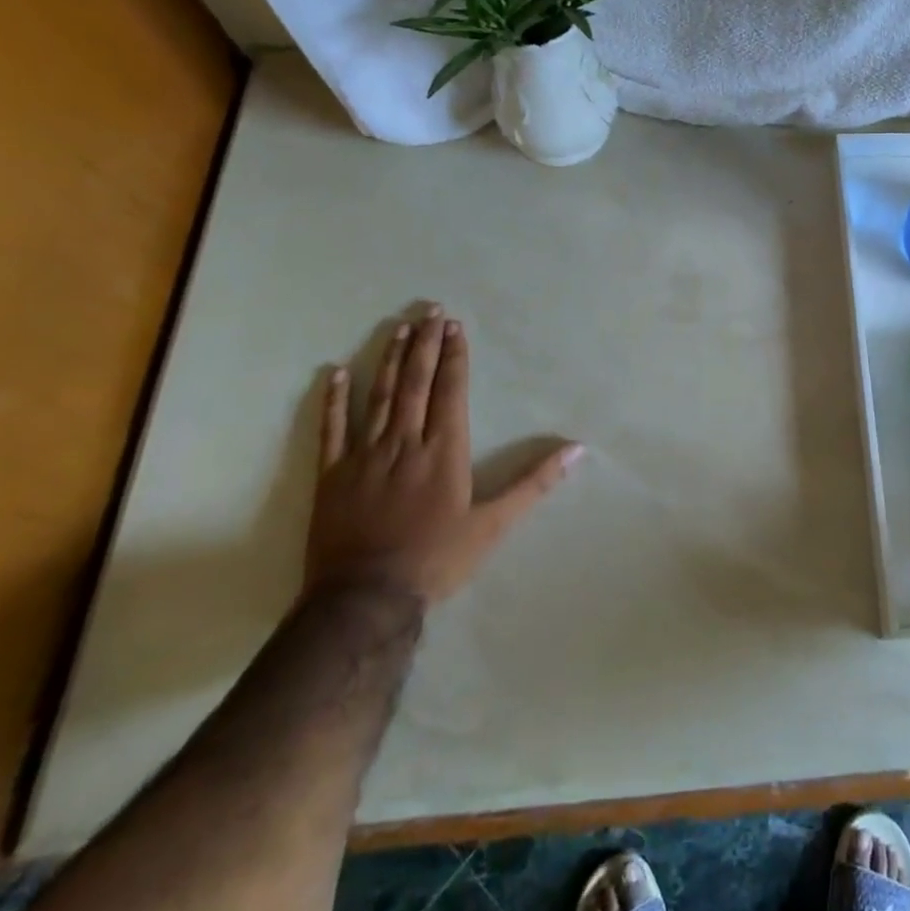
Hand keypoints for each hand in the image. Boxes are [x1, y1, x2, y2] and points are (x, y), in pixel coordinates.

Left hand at [305, 304, 581, 608]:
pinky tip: (334, 373)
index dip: (453, 357)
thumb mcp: (495, 525)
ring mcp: (364, 456)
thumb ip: (535, 483)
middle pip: (414, 384)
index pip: (450, 391)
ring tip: (397, 328)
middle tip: (428, 311)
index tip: (454, 327)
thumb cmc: (437, 559)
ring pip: (378, 397)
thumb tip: (578, 450)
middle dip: (423, 344)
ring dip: (388, 360)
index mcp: (444, 450)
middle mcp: (405, 442)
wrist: (366, 600)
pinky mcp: (332, 475)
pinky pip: (331, 430)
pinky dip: (333, 401)